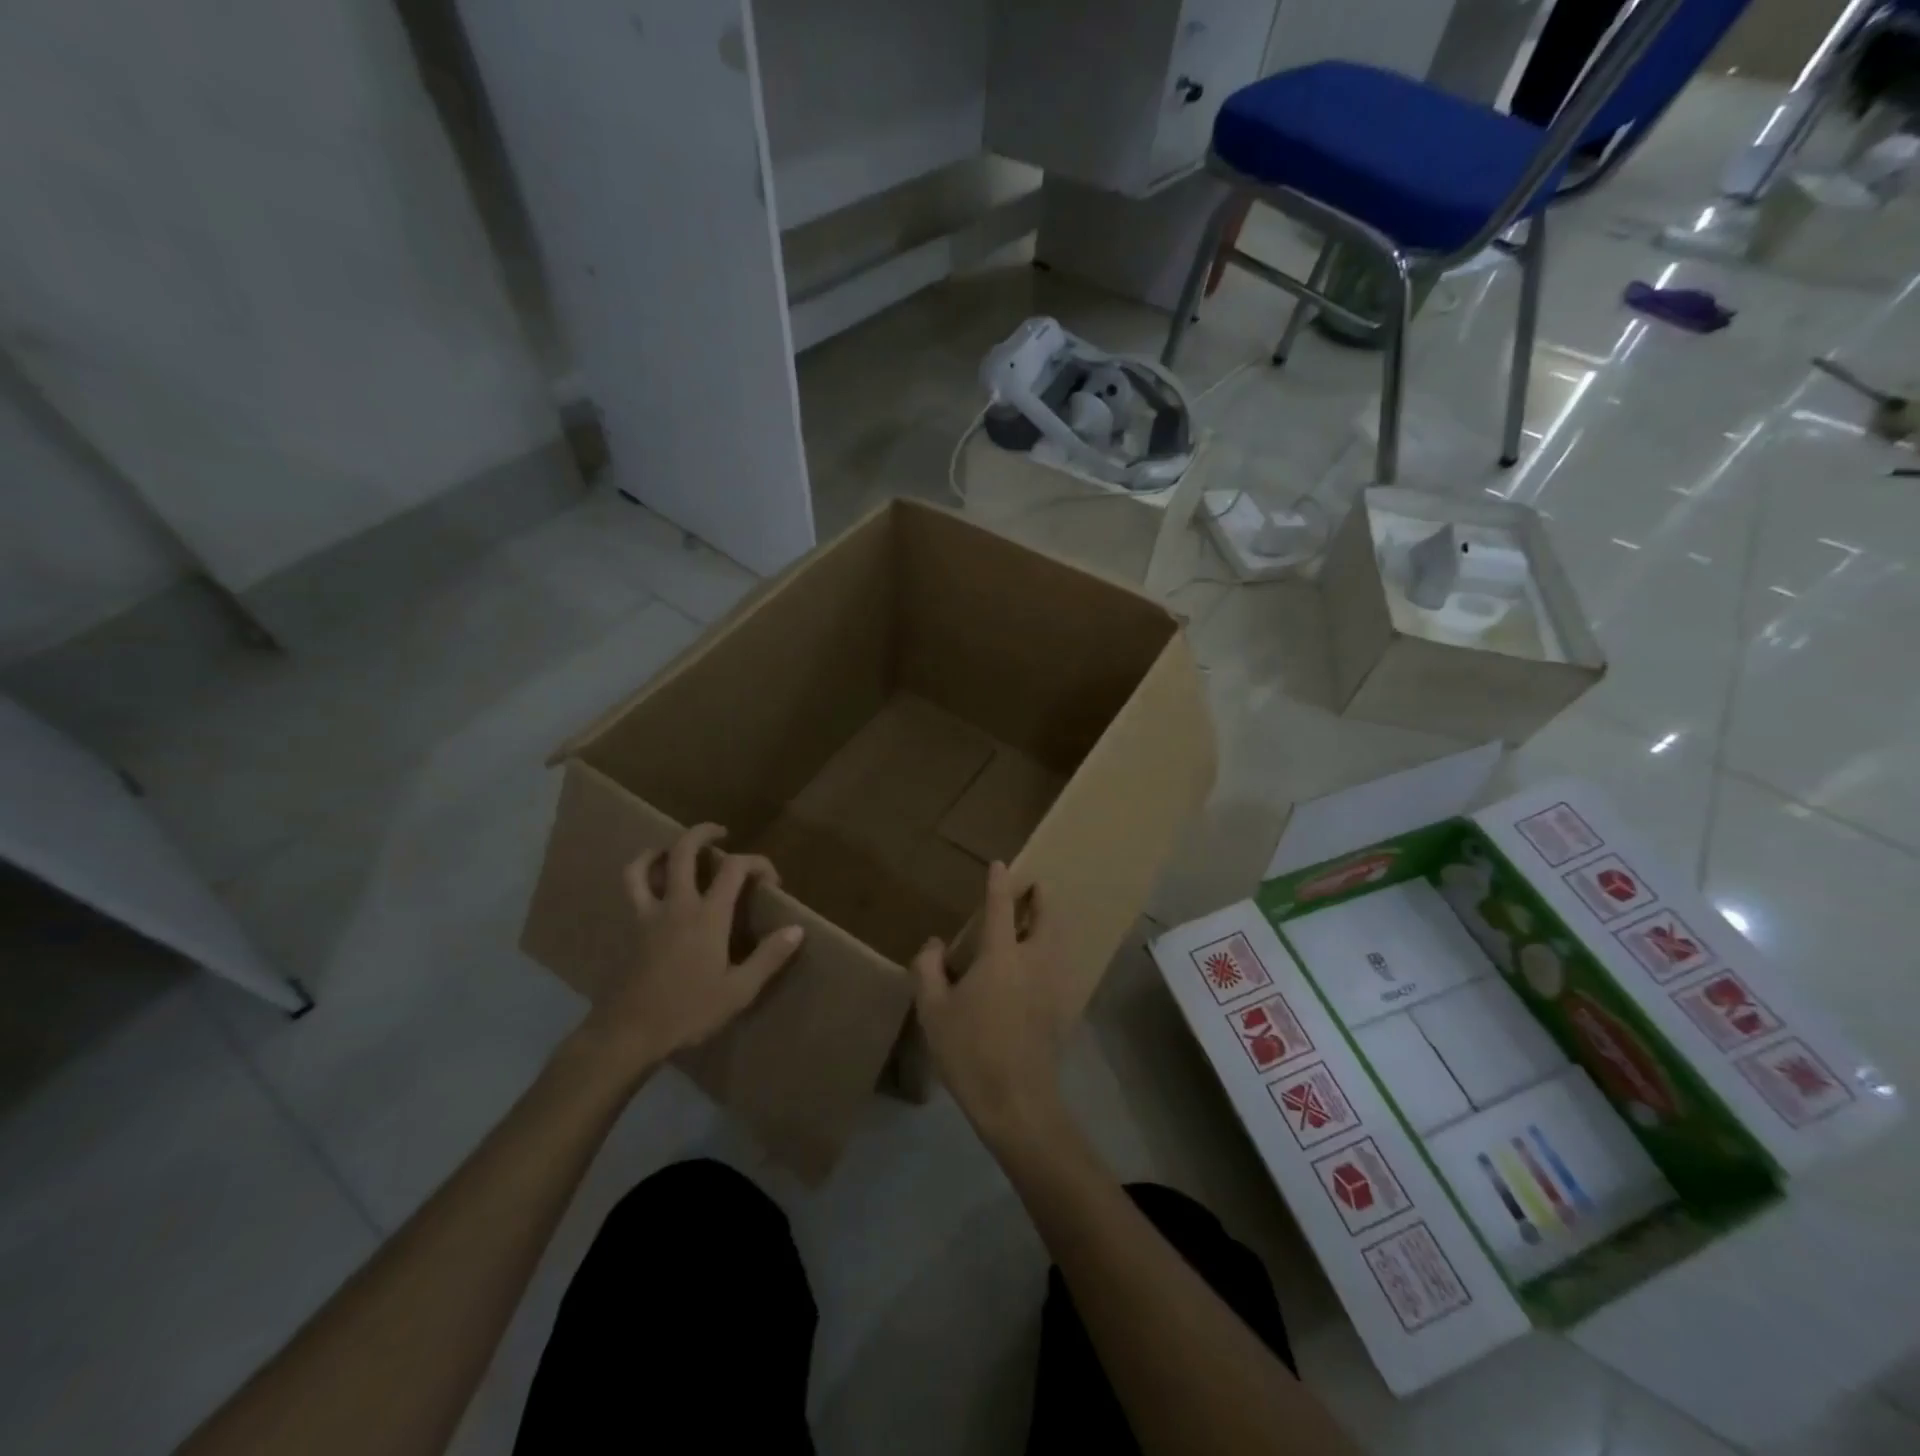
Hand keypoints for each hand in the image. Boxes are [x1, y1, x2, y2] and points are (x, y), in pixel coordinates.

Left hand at [573, 824, 802, 1085]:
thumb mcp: (739, 991)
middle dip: (704, 833)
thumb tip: (797, 929)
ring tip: (675, 850)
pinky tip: (652, 885)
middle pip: (684, 851)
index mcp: (707, 916)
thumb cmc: (689, 1011)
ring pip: (645, 865)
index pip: (734, 868)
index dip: (757, 863)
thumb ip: (769, 957)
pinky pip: (631, 889)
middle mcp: (677, 904)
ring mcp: (648, 914)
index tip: (772, 879)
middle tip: (721, 834)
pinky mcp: (631, 928)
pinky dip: (642, 875)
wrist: (630, 1033)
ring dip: (661, 849)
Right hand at [913, 862, 1068, 1148]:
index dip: (999, 883)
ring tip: (1037, 922)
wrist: (1017, 1101)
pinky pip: (1060, 966)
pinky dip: (1053, 953)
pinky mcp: (1062, 1008)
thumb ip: (928, 969)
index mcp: (1001, 955)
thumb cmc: (970, 1051)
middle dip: (1041, 898)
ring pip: (1057, 941)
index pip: (1001, 907)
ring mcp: (1053, 985)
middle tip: (1034, 888)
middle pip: (1046, 918)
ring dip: (1049, 924)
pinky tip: (1041, 967)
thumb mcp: (933, 1010)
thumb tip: (934, 944)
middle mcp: (1033, 960)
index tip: (1000, 865)